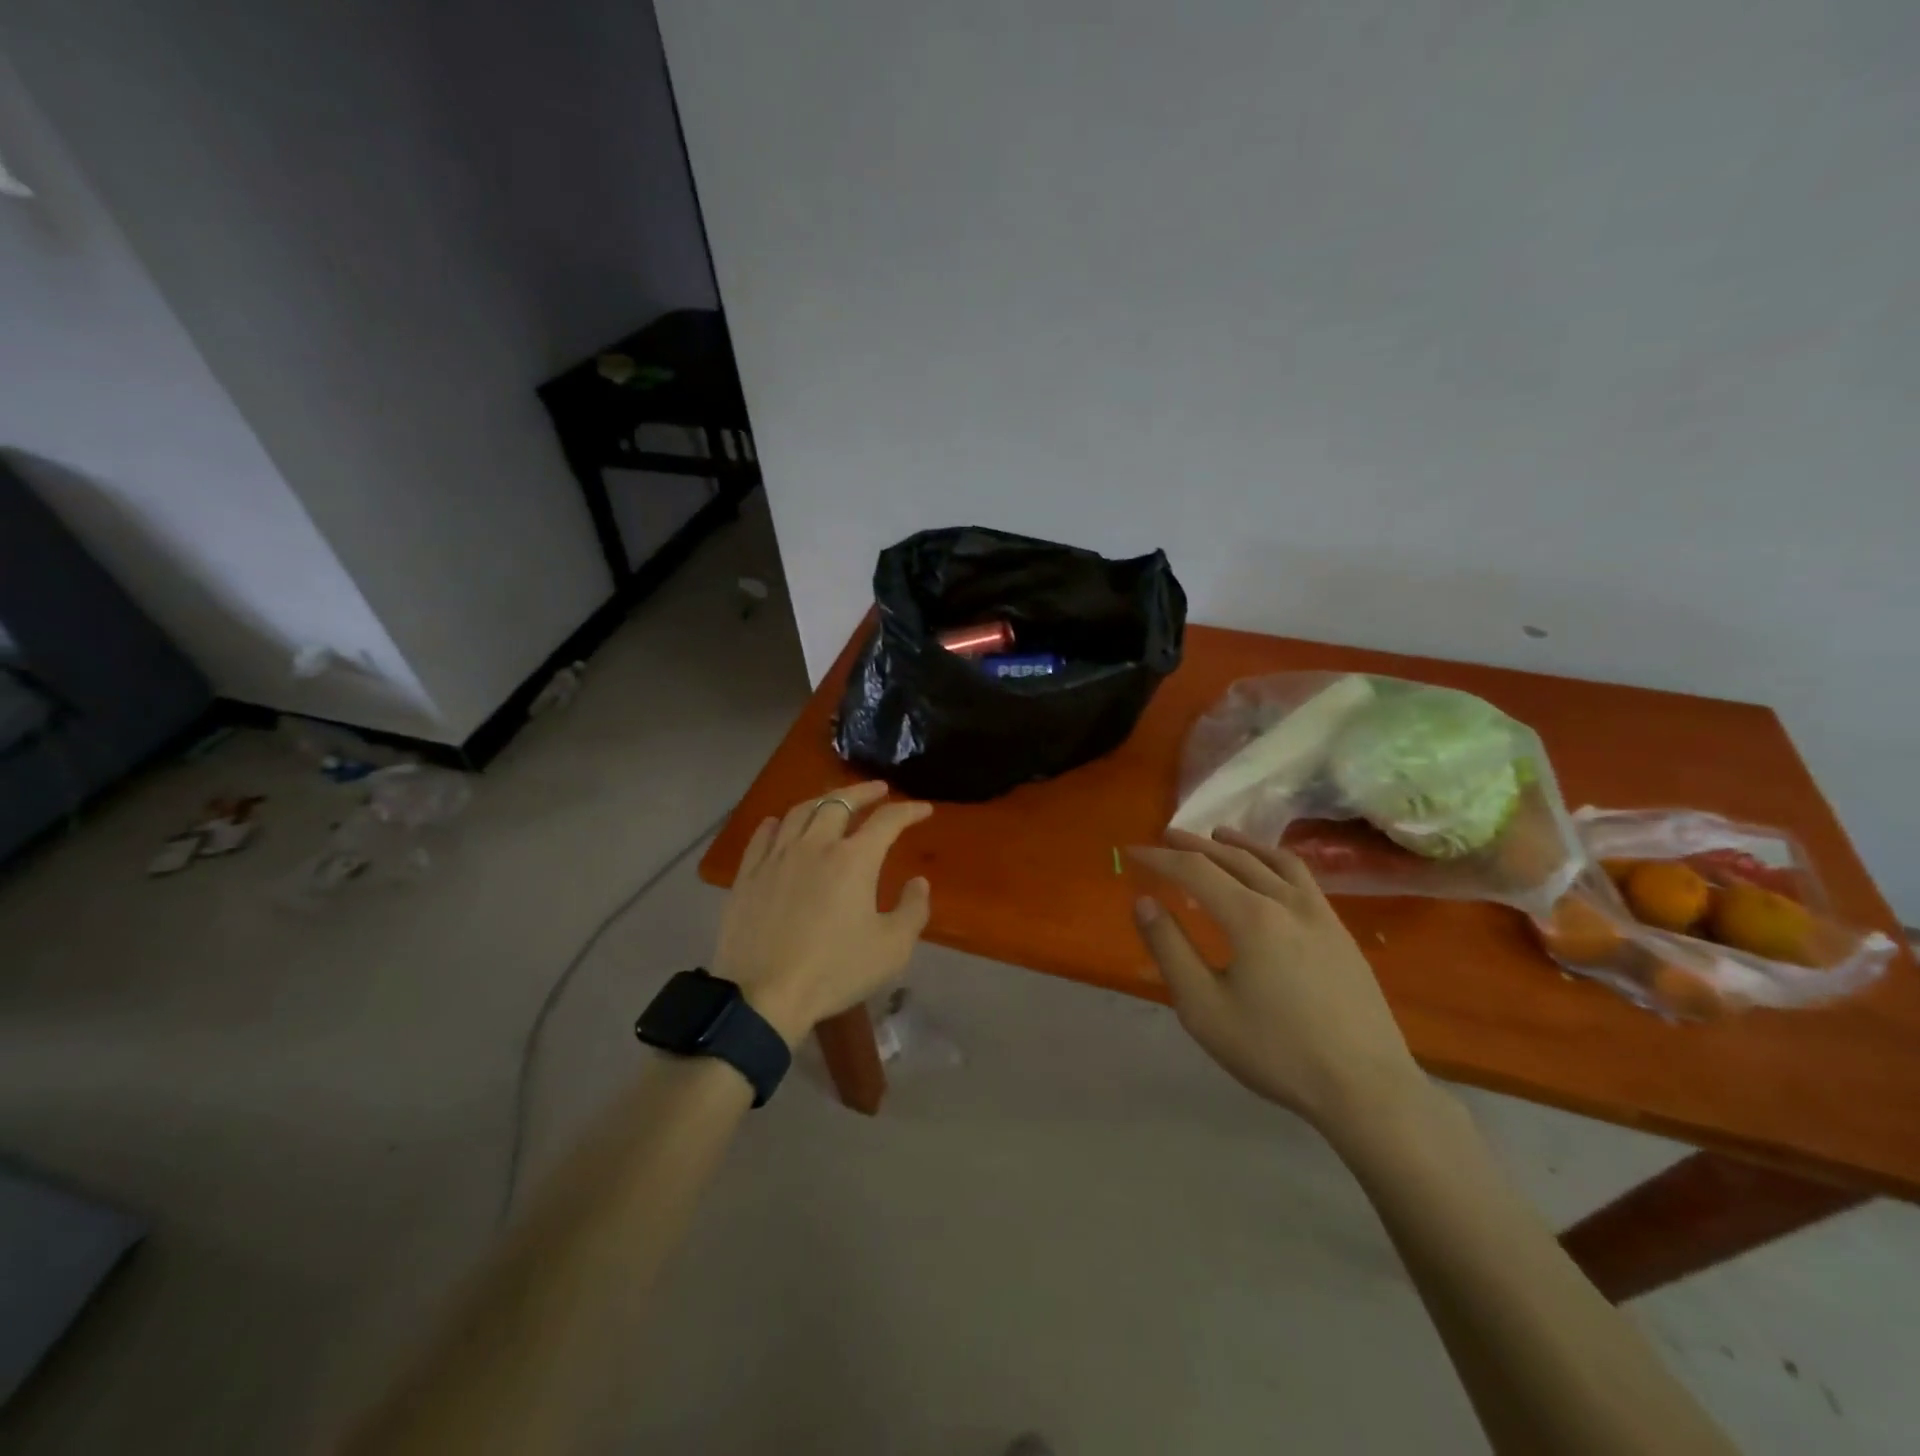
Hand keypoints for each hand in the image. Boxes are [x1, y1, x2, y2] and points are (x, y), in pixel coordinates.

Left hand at [714, 782, 932, 1046]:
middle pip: (840, 802)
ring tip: (834, 802)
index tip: (923, 810)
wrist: (763, 996)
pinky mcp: (748, 874)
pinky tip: (782, 824)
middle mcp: (815, 845)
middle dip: (864, 792)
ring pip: (800, 811)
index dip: (908, 811)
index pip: (887, 821)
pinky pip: (764, 834)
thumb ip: (913, 910)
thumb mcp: (891, 949)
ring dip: (823, 801)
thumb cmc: (834, 971)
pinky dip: (779, 822)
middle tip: (878, 790)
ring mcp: (777, 856)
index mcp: (854, 859)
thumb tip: (918, 882)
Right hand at [1128, 828, 1424, 1132]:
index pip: (1195, 870)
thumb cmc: (1275, 1051)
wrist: (1367, 1089)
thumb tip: (1144, 903)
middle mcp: (1285, 901)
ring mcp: (1320, 914)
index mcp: (1250, 917)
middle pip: (1234, 858)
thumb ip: (1170, 950)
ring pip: (1273, 861)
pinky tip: (1271, 872)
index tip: (1133, 851)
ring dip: (1240, 844)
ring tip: (1218, 836)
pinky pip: (1302, 878)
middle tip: (1167, 836)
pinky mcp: (1340, 932)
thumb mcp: (1204, 1008)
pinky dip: (1274, 861)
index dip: (1161, 858)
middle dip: (1195, 844)